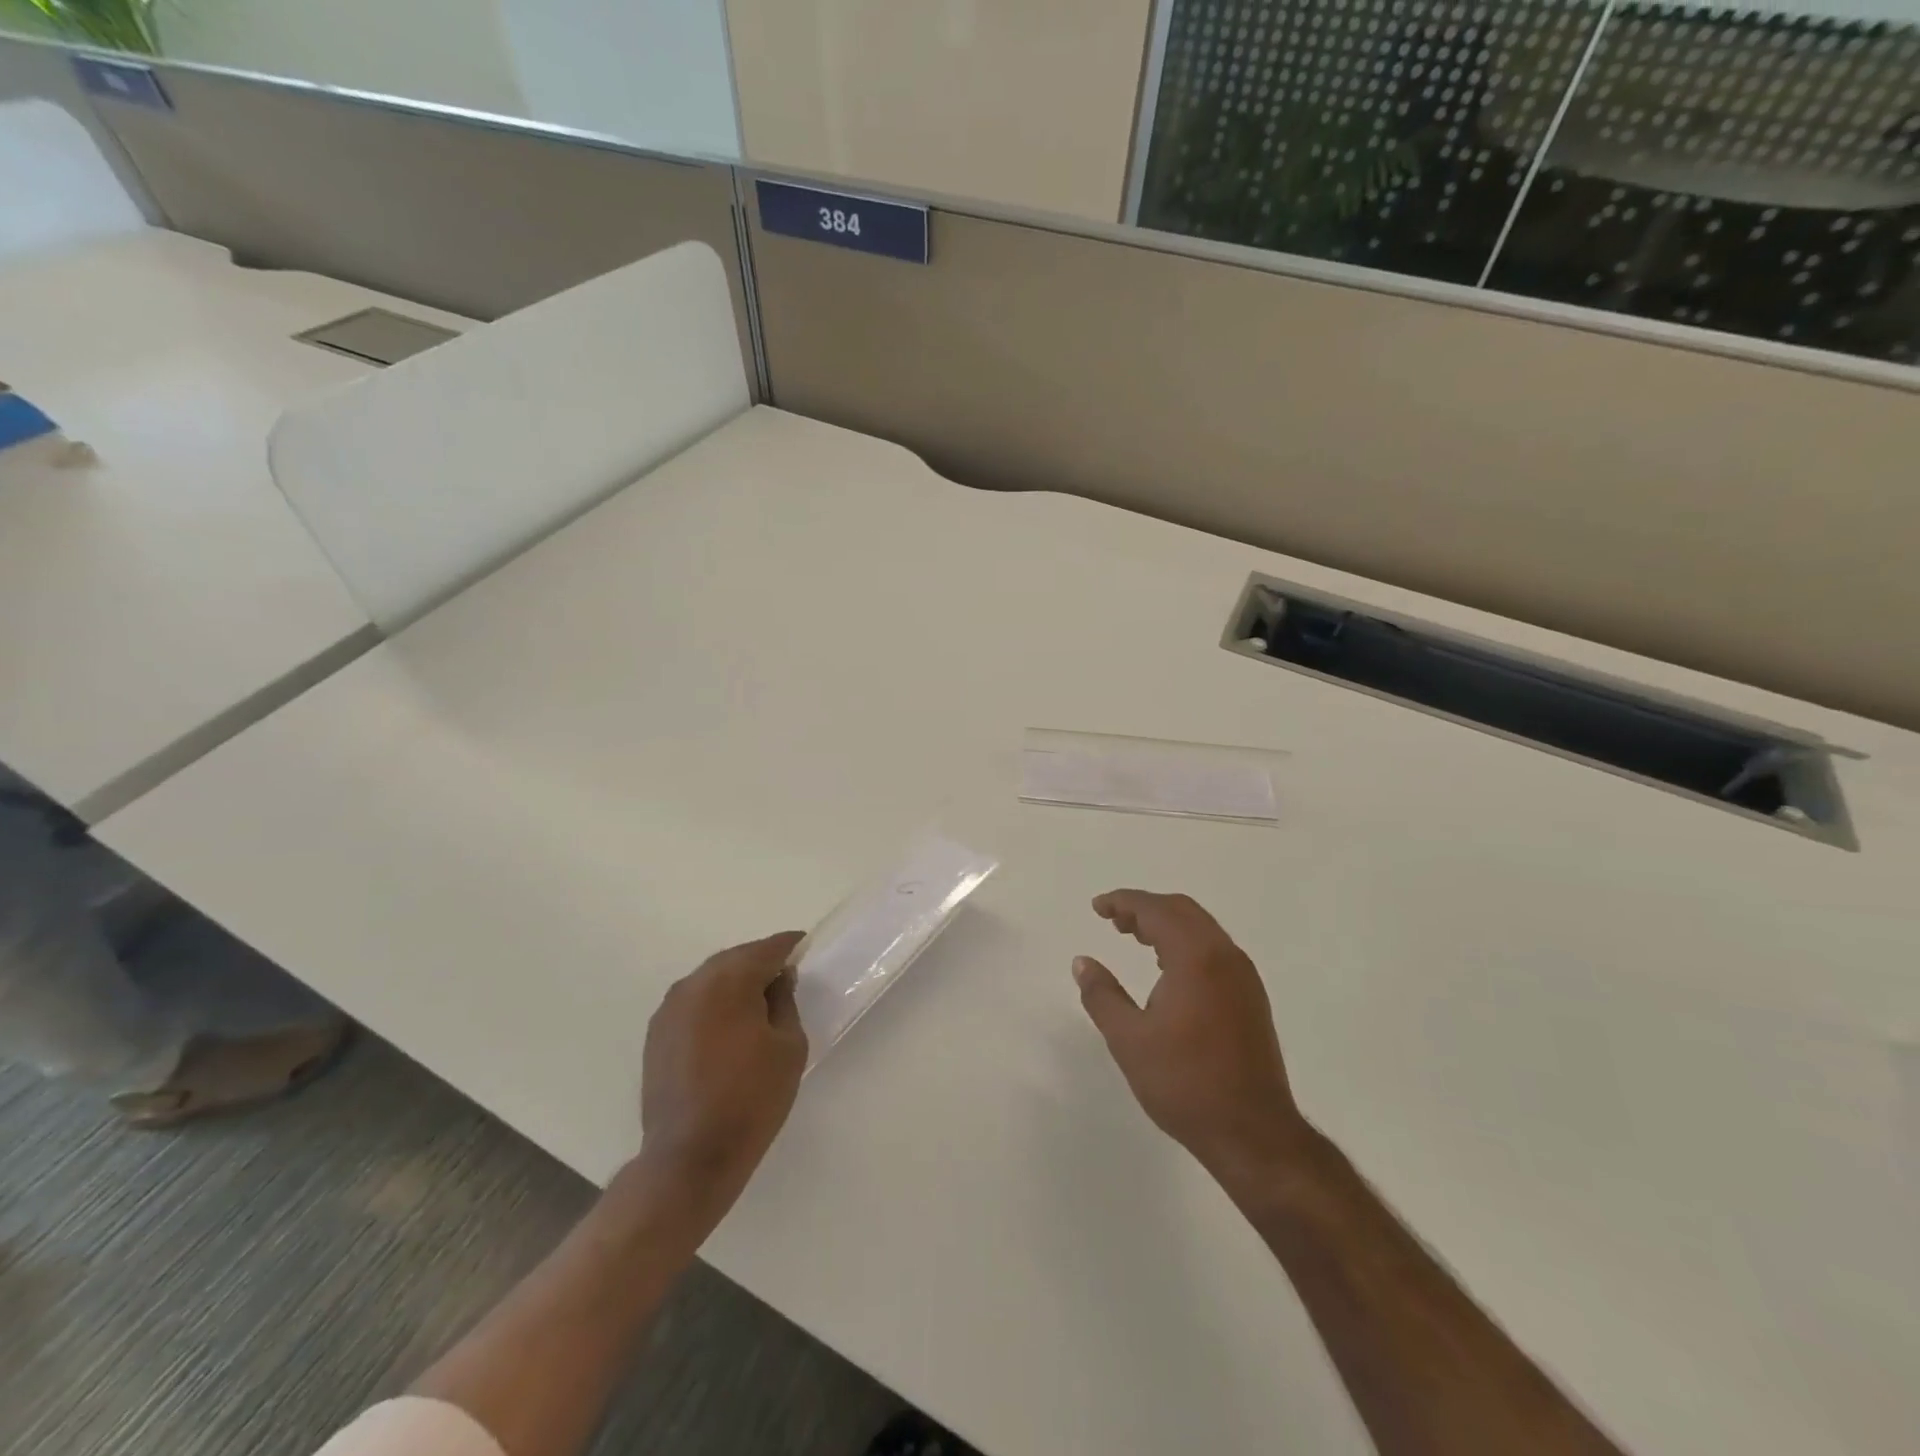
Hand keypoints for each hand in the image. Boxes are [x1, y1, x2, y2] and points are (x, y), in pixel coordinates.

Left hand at [638, 931, 808, 1222]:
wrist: (690, 1156)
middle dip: (760, 963)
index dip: (789, 946)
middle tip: (784, 976)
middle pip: (735, 959)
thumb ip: (785, 1002)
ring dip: (734, 983)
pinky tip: (728, 1026)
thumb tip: (778, 980)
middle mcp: (694, 984)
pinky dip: (714, 1004)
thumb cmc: (751, 1098)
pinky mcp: (657, 1034)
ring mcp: (670, 1009)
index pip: (766, 949)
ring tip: (758, 1003)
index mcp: (730, 981)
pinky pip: (693, 1002)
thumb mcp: (789, 1047)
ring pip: (710, 980)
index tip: (804, 947)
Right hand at [1074, 891, 1310, 1184]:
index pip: (1156, 910)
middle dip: (1145, 908)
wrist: (1253, 1134)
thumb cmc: (1185, 1083)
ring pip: (1201, 929)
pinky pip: (1214, 949)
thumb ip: (1102, 995)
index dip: (1123, 902)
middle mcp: (1225, 956)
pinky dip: (1185, 943)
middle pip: (1182, 911)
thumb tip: (1082, 962)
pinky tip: (1167, 968)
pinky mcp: (1251, 998)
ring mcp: (1243, 977)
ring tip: (1134, 937)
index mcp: (1196, 958)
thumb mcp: (1128, 1040)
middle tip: (1113, 920)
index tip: (1097, 907)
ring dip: (1166, 924)